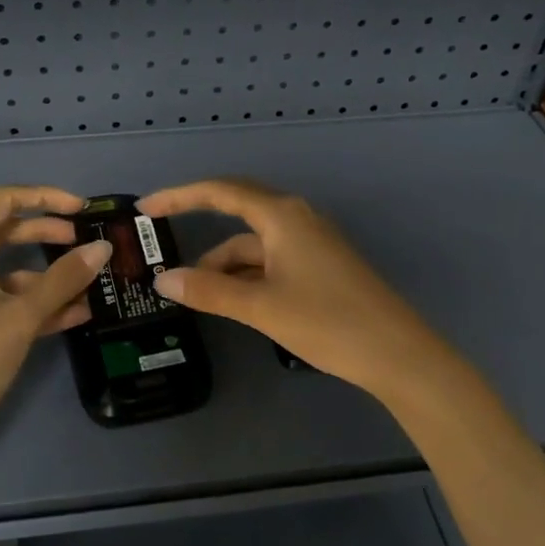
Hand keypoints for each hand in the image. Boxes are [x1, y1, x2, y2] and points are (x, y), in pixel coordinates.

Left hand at [0, 186, 112, 461]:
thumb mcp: (23, 314)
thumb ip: (65, 278)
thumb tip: (102, 248)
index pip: (4, 202)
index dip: (45, 198)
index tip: (81, 209)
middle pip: (7, 234)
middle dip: (49, 235)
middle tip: (87, 243)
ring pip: (11, 273)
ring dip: (50, 276)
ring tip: (92, 284)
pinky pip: (7, 303)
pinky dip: (38, 304)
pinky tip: (77, 314)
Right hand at [136, 179, 453, 399]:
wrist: (398, 354)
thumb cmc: (328, 321)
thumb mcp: (261, 306)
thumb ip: (210, 290)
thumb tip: (163, 280)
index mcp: (282, 216)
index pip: (221, 192)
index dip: (180, 196)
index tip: (146, 208)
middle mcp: (297, 219)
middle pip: (237, 212)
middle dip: (198, 226)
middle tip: (160, 243)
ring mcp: (312, 243)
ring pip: (254, 243)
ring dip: (224, 262)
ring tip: (193, 291)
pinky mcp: (321, 266)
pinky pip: (271, 259)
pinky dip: (247, 274)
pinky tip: (231, 298)